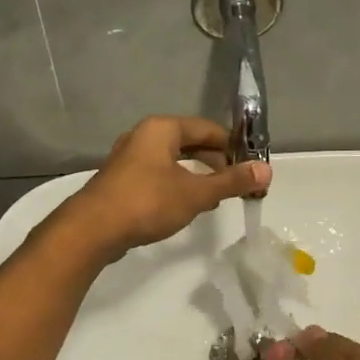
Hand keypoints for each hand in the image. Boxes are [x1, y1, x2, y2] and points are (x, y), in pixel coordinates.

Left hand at [62, 116, 268, 258]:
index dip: (233, 147)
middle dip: (216, 162)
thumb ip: (231, 181)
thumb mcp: (196, 193)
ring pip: (174, 160)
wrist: (92, 230)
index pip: (208, 129)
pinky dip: (177, 185)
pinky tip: (186, 206)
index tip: (250, 169)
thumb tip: (267, 170)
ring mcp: (129, 158)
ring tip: (215, 197)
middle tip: (236, 185)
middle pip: (190, 142)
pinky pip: (159, 175)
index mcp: (162, 129)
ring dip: (197, 176)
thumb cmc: (147, 202)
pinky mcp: (122, 180)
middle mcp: (144, 136)